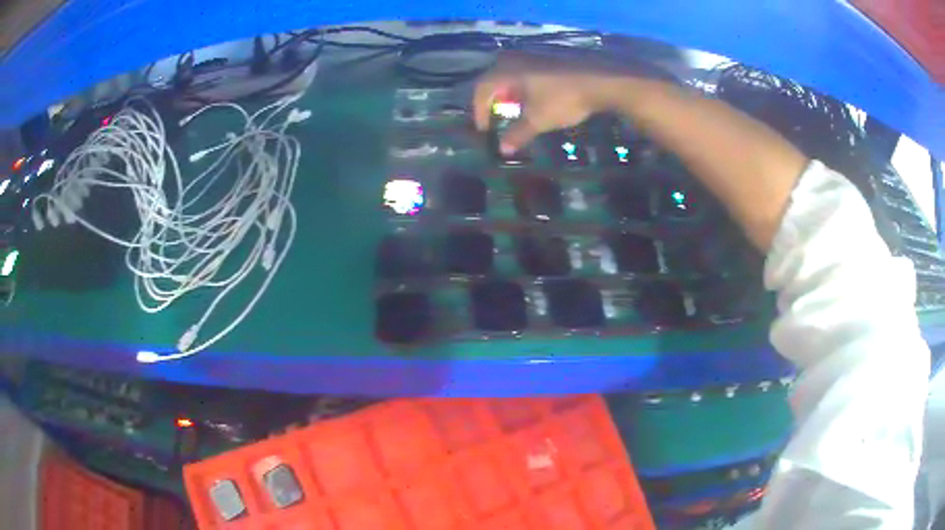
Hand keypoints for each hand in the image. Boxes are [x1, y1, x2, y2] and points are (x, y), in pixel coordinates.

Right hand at [473, 53, 621, 153]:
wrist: (599, 82)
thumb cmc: (563, 100)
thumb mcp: (538, 120)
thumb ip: (517, 134)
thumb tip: (503, 150)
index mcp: (506, 71)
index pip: (482, 90)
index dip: (479, 111)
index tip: (485, 130)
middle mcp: (515, 60)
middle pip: (493, 79)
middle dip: (492, 100)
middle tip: (496, 117)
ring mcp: (532, 57)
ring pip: (510, 75)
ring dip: (508, 93)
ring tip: (514, 111)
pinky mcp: (547, 59)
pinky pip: (524, 72)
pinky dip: (522, 87)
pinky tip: (532, 99)